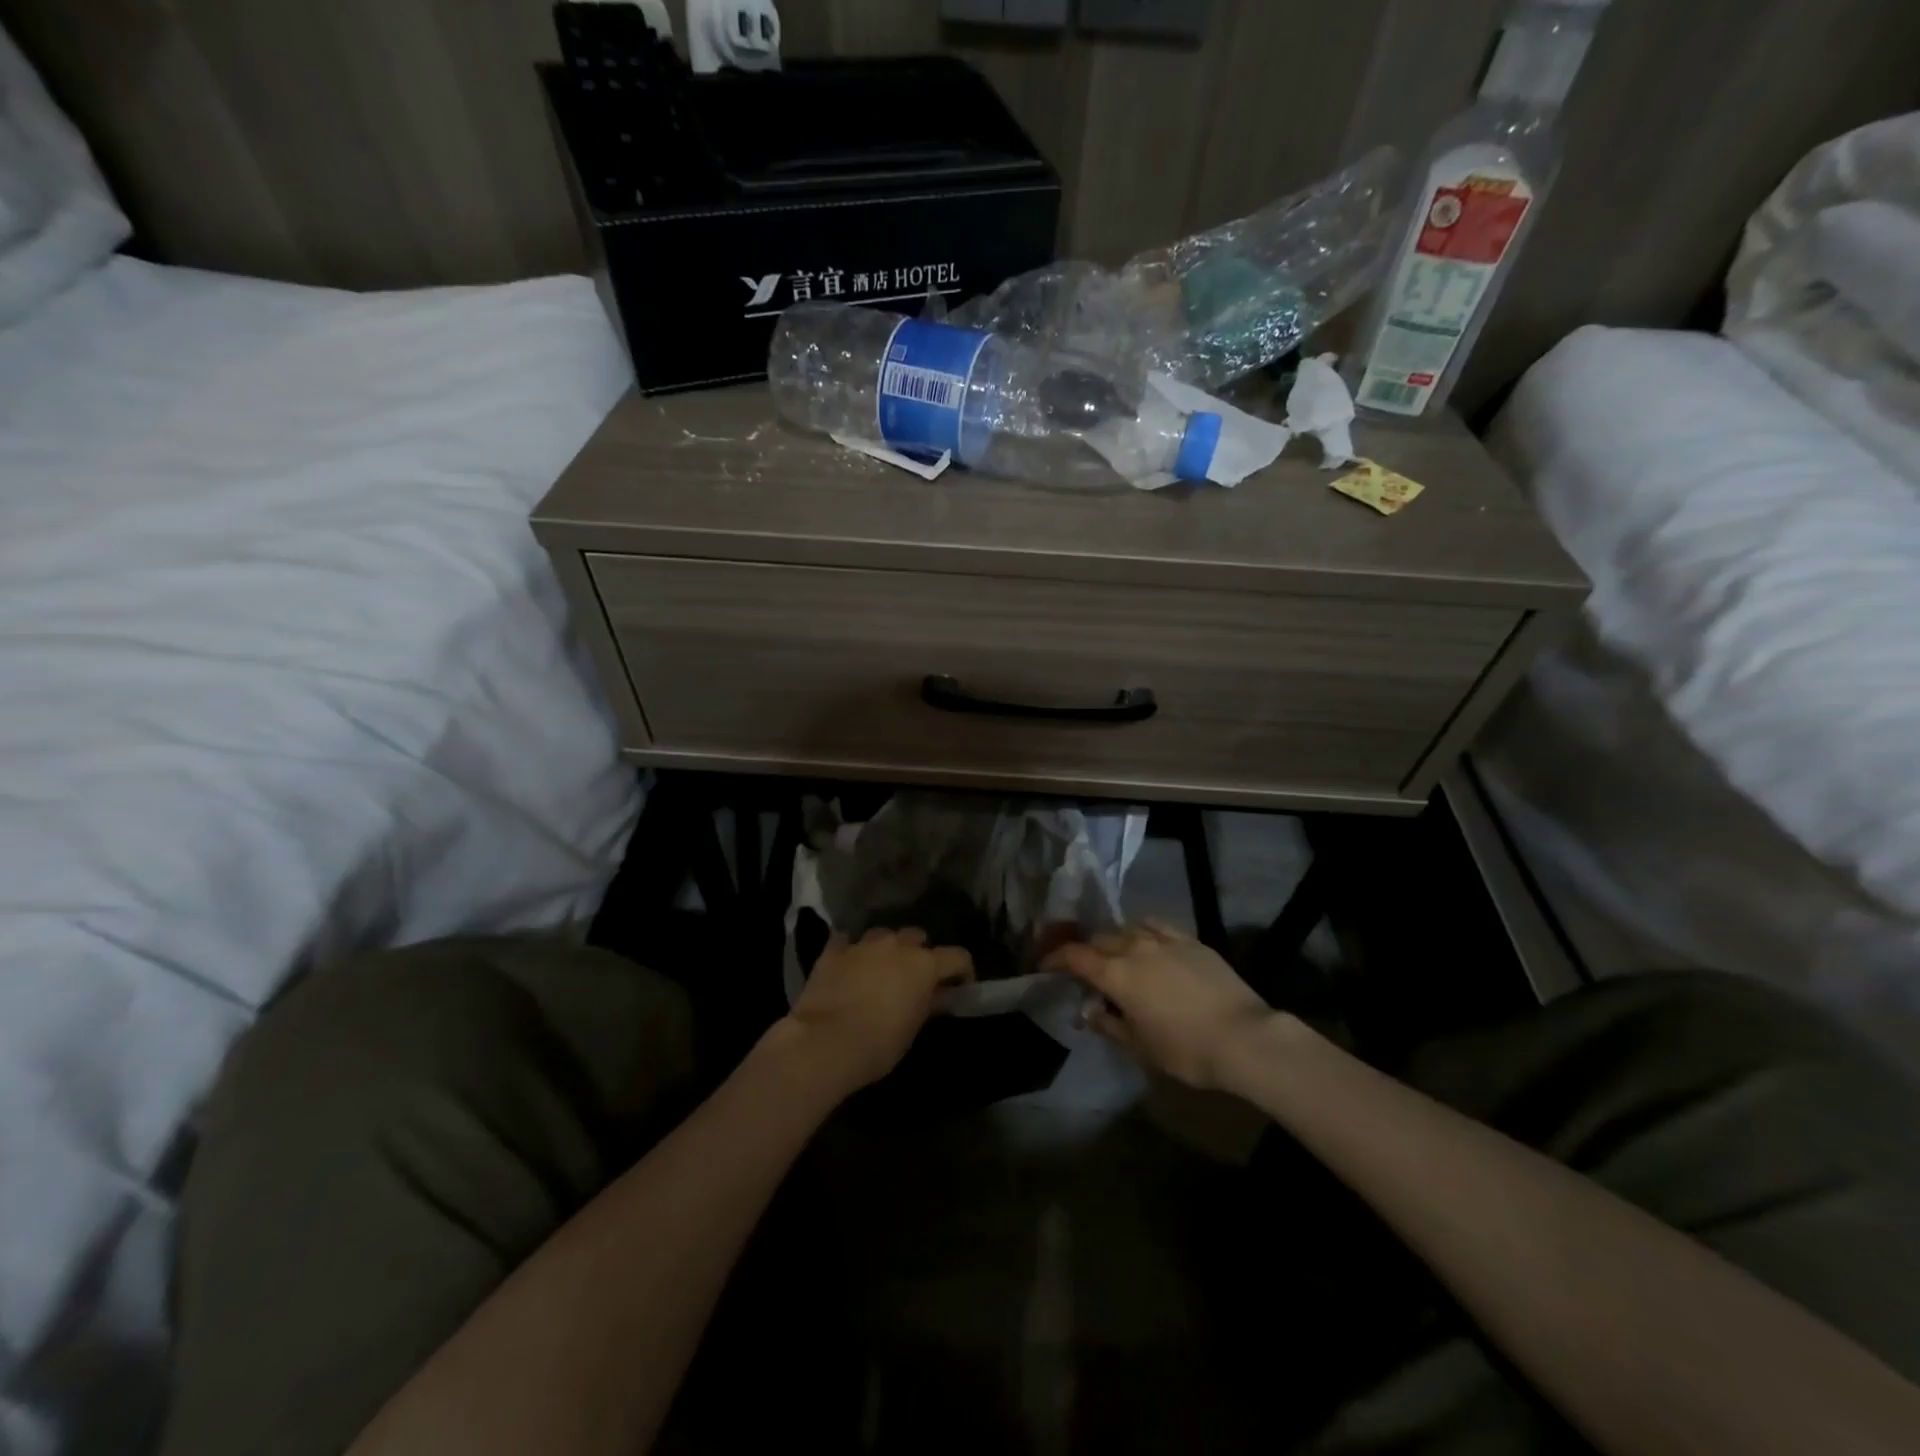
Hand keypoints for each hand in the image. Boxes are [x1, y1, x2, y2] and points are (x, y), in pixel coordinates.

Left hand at [782, 928, 973, 1092]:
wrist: (825, 1042)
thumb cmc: (879, 1044)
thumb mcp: (913, 1028)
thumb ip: (928, 1003)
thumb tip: (937, 994)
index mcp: (924, 964)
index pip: (958, 956)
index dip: (962, 971)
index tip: (958, 987)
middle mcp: (897, 945)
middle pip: (917, 937)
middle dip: (918, 953)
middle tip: (912, 977)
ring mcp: (863, 944)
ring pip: (883, 935)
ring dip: (886, 949)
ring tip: (879, 970)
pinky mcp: (834, 950)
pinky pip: (848, 942)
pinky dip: (852, 951)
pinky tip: (848, 964)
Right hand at [1042, 920, 1274, 1091]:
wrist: (1244, 1036)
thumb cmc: (1186, 1049)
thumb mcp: (1140, 1047)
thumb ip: (1109, 1024)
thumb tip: (1090, 1011)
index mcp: (1116, 974)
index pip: (1075, 956)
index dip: (1055, 958)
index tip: (1044, 965)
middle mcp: (1135, 948)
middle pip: (1099, 939)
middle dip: (1085, 951)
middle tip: (1081, 967)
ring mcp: (1164, 940)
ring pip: (1127, 929)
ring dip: (1113, 940)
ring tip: (1114, 954)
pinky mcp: (1190, 940)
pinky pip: (1156, 926)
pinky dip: (1142, 931)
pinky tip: (1146, 939)